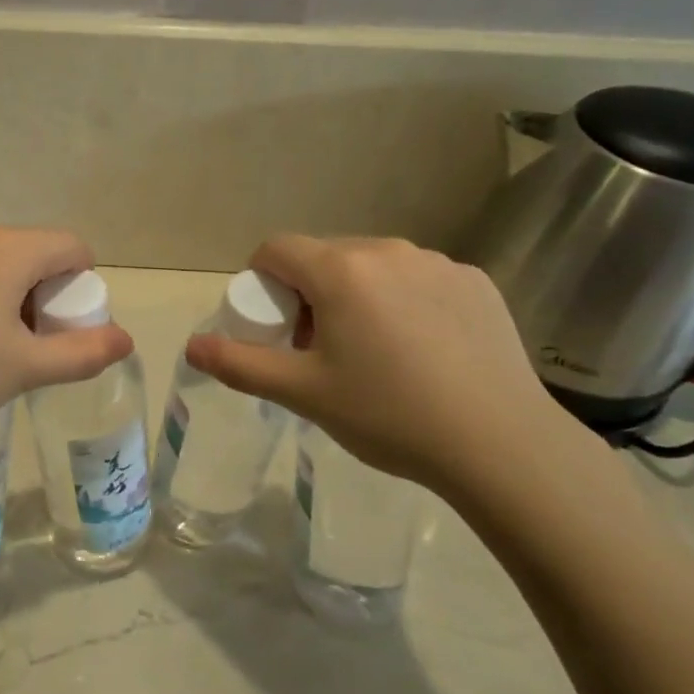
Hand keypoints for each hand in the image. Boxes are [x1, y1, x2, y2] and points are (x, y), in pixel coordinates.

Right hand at [186, 235, 571, 499]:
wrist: (501, 444)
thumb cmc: (389, 415)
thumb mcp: (304, 394)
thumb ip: (240, 364)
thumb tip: (192, 346)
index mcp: (340, 270)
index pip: (276, 249)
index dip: (261, 281)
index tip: (274, 324)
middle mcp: (387, 250)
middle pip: (324, 256)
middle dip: (309, 292)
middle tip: (321, 348)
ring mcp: (437, 262)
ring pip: (373, 266)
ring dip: (357, 294)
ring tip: (374, 352)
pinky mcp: (476, 281)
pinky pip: (418, 278)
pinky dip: (404, 301)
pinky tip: (424, 350)